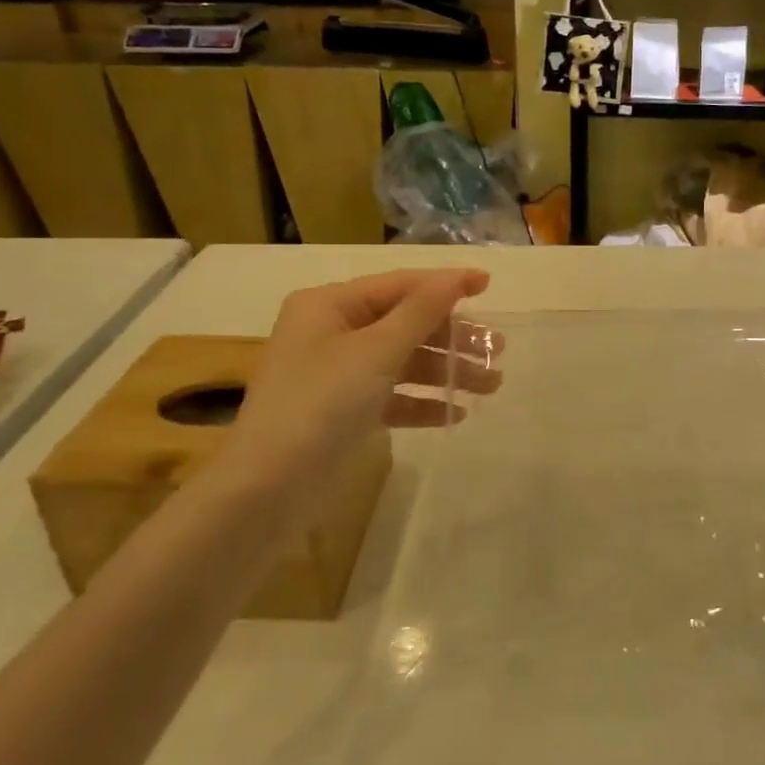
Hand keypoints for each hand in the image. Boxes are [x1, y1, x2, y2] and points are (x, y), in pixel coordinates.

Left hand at [211, 269, 500, 499]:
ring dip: (445, 371)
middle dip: (452, 337)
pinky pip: (391, 396)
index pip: (399, 285)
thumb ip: (421, 312)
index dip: (446, 284)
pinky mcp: (342, 411)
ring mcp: (336, 373)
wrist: (268, 487)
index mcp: (330, 305)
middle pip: (405, 323)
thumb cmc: (322, 403)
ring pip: (402, 362)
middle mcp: (332, 331)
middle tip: (496, 350)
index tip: (489, 285)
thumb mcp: (376, 351)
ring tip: (491, 386)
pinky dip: (421, 402)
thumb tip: (456, 277)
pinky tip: (455, 414)